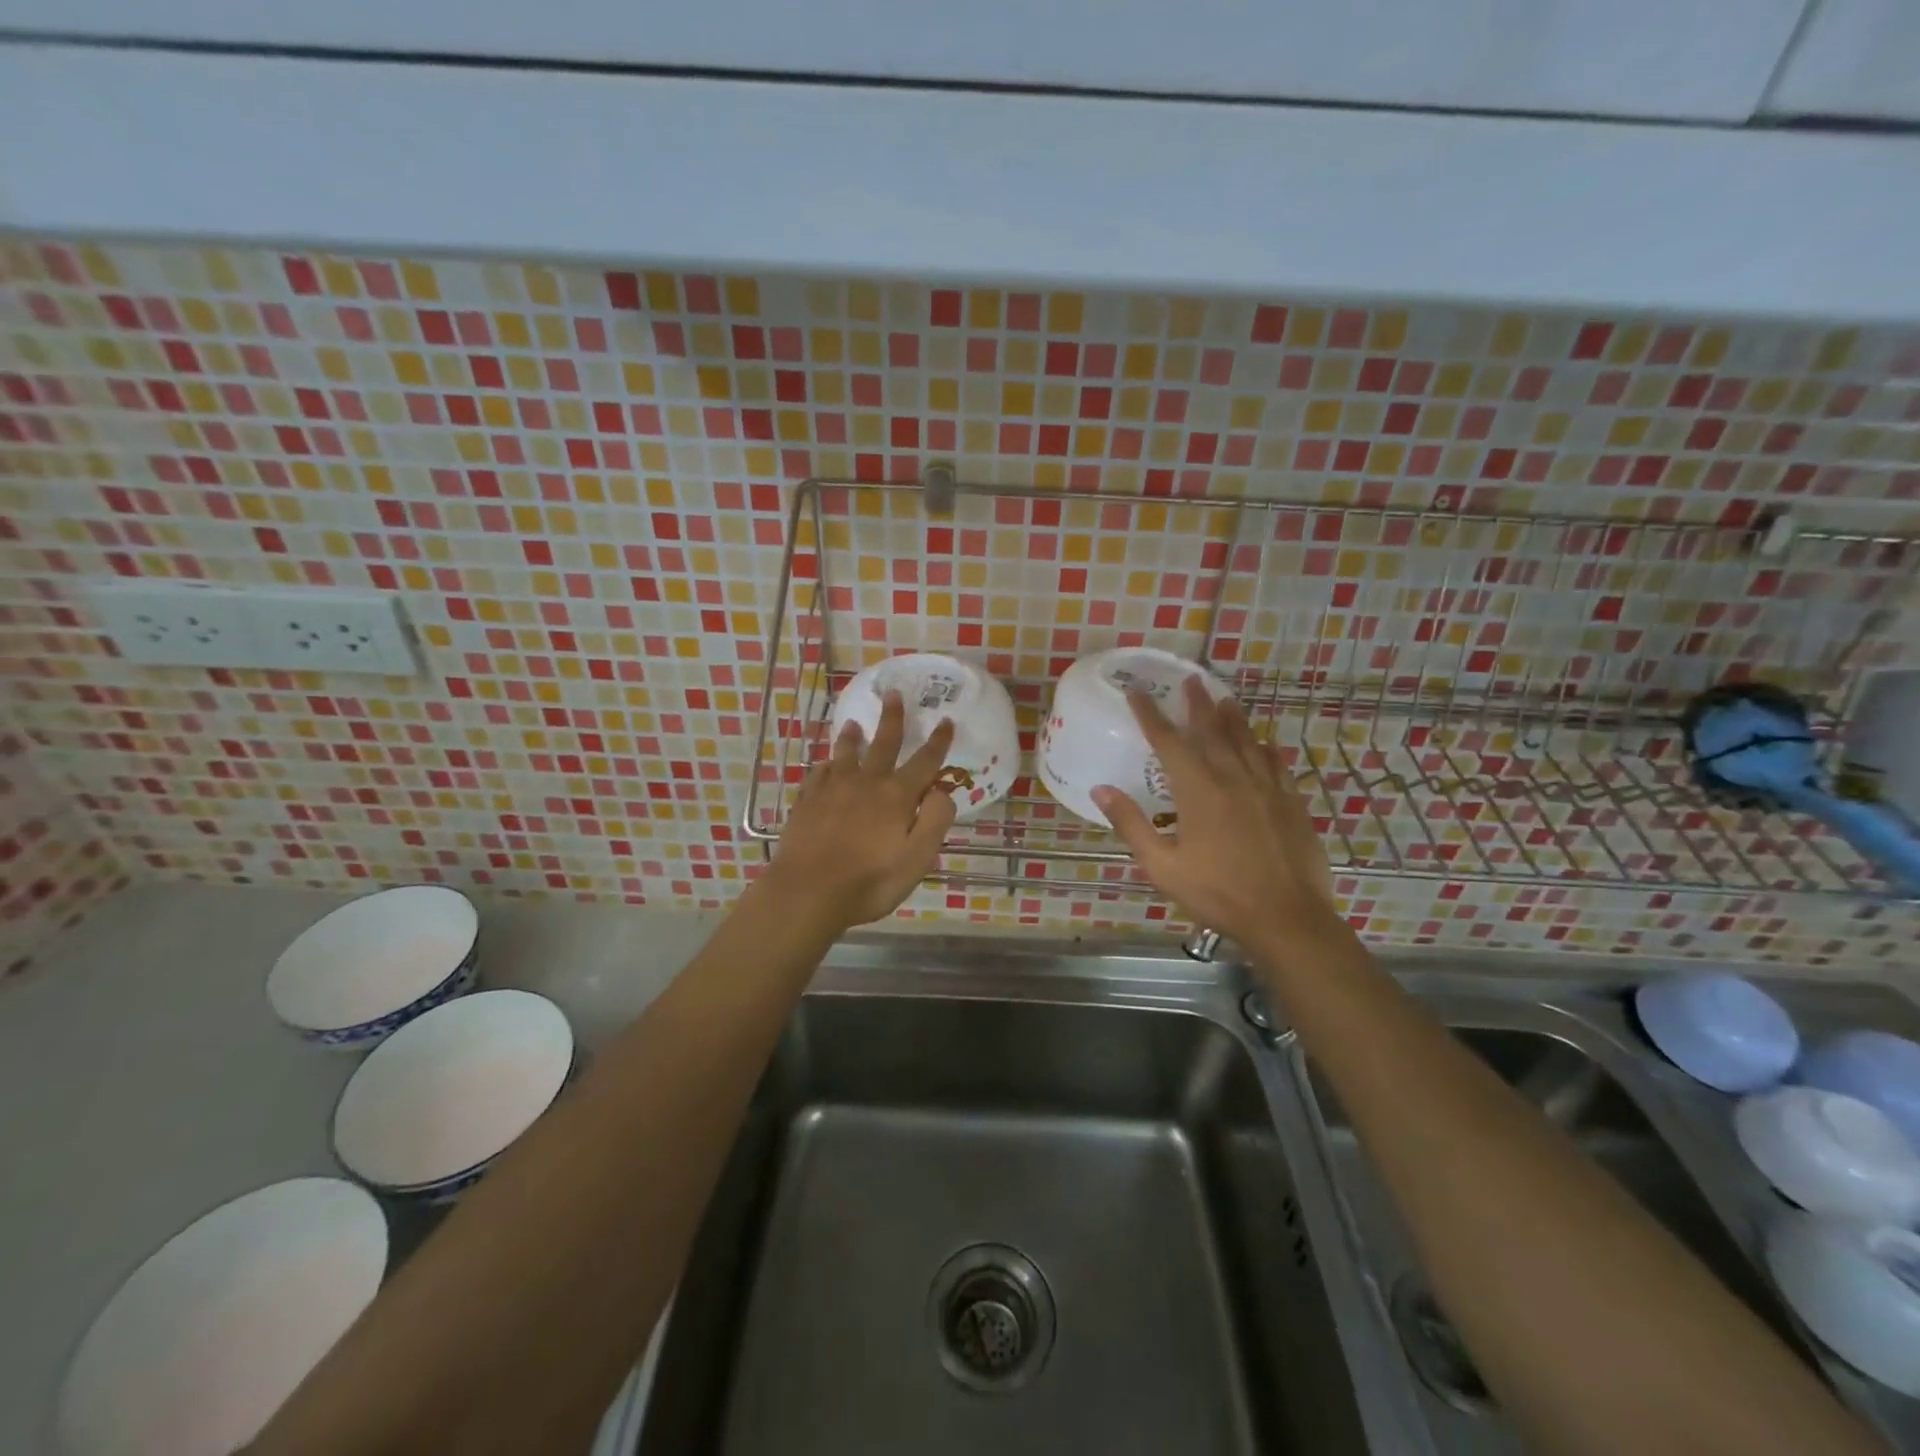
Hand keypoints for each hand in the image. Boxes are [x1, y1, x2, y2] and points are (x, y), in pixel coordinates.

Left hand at [765, 691, 957, 930]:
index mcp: (897, 796)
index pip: (924, 762)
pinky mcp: (807, 802)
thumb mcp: (917, 860)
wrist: (807, 892)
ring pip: (845, 754)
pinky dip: (825, 765)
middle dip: (892, 718)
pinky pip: (818, 774)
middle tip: (894, 694)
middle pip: (883, 744)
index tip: (946, 721)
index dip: (938, 742)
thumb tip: (942, 791)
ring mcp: (832, 790)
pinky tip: (824, 764)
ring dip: (852, 737)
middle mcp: (866, 783)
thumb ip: (935, 821)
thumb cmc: (869, 882)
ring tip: (852, 723)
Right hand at [1093, 678, 1342, 955]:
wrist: (1288, 918)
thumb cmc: (1218, 894)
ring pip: (1248, 742)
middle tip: (1192, 680)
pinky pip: (1277, 765)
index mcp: (1198, 791)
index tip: (1138, 693)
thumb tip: (1101, 789)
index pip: (1169, 742)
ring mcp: (1267, 789)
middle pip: (1213, 731)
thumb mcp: (1162, 866)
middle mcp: (1233, 779)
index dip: (1151, 715)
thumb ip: (1132, 825)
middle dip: (1198, 704)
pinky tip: (1265, 745)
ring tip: (1225, 699)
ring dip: (1233, 718)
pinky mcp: (1292, 803)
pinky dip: (1266, 749)